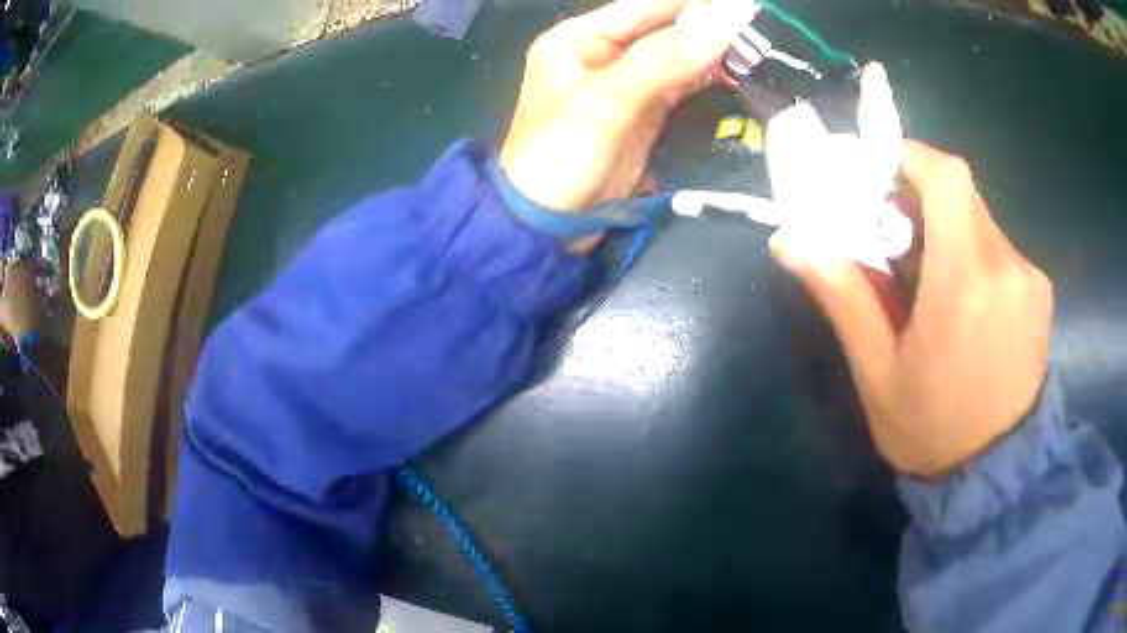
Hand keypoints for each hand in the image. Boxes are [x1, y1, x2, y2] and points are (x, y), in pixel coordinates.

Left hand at [500, 0, 739, 209]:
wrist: (548, 226)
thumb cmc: (559, 156)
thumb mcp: (605, 102)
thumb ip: (662, 60)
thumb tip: (725, 21)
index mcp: (576, 39)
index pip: (642, 7)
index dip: (691, 5)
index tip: (739, 3)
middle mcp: (600, 54)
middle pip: (662, 31)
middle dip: (707, 28)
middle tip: (756, 25)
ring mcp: (625, 85)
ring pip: (676, 58)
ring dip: (713, 53)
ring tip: (758, 45)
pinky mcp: (643, 115)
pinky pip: (680, 87)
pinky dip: (707, 80)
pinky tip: (737, 72)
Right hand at [771, 141, 1053, 476]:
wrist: (995, 474)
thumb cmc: (931, 430)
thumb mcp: (878, 373)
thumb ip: (843, 297)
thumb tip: (790, 240)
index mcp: (964, 281)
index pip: (946, 177)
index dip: (911, 158)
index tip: (882, 176)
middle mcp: (1005, 265)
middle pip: (961, 194)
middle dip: (924, 200)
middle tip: (899, 240)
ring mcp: (1029, 278)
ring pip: (982, 220)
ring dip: (952, 232)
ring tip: (934, 284)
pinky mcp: (1041, 292)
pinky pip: (1002, 249)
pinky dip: (977, 254)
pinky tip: (969, 305)